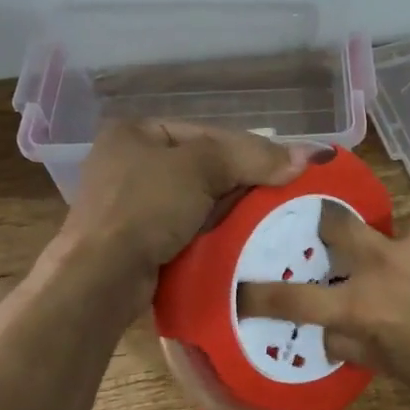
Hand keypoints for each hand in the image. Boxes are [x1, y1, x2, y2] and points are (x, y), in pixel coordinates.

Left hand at [59, 120, 323, 303]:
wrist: (101, 277)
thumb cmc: (145, 207)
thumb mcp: (200, 169)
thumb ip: (252, 157)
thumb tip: (308, 156)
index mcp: (136, 131)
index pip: (209, 133)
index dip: (253, 148)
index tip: (291, 166)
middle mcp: (129, 161)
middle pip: (204, 165)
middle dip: (242, 180)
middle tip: (284, 192)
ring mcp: (130, 202)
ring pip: (198, 198)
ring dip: (230, 208)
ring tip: (269, 216)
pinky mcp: (137, 238)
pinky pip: (186, 225)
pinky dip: (212, 229)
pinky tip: (237, 237)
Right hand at [237, 204, 409, 402]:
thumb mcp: (396, 369)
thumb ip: (353, 346)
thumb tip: (327, 328)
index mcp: (363, 307)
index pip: (296, 299)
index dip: (263, 293)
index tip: (243, 286)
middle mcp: (383, 263)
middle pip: (335, 224)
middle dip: (327, 224)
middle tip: (335, 232)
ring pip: (394, 231)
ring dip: (405, 249)